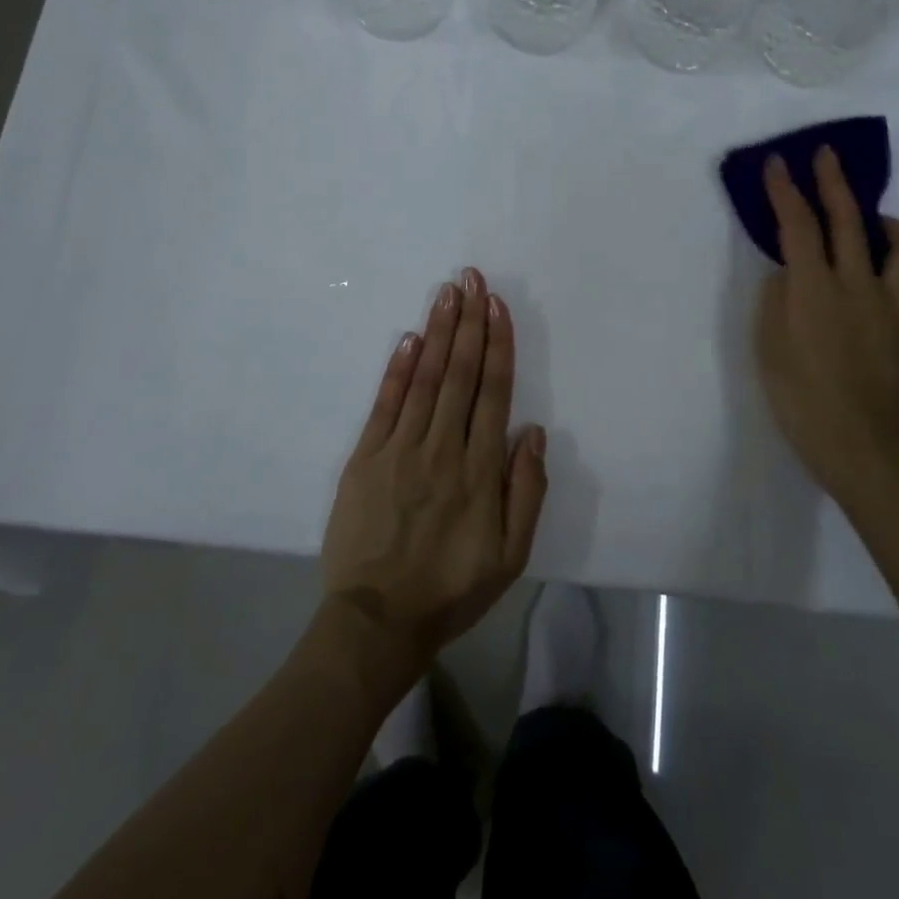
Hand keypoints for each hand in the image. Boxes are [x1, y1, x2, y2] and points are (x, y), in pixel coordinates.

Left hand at [321, 268, 549, 669]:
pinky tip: (409, 339)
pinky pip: (384, 405)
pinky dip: (398, 369)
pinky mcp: (365, 459)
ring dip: (437, 333)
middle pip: (459, 374)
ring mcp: (399, 450)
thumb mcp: (511, 555)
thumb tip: (533, 431)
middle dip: (468, 323)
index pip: (492, 393)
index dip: (497, 345)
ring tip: (446, 294)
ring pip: (425, 380)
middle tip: (471, 279)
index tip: (497, 306)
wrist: (378, 619)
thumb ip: (527, 491)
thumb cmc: (452, 587)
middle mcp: (442, 449)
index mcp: (480, 470)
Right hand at [754, 147, 898, 507]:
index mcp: (813, 288)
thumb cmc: (798, 396)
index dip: (785, 190)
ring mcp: (893, 305)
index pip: (797, 225)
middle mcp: (857, 285)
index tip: (777, 163)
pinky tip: (896, 283)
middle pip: (849, 218)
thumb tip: (789, 273)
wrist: (857, 443)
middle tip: (824, 156)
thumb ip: (776, 298)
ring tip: (872, 228)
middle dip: (832, 180)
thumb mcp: (767, 346)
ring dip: (889, 225)